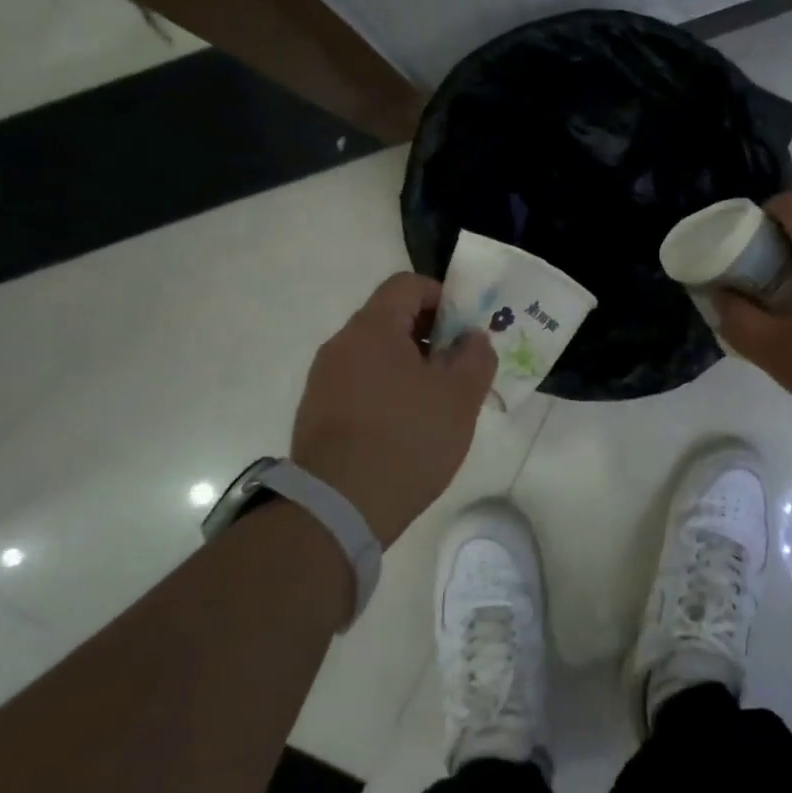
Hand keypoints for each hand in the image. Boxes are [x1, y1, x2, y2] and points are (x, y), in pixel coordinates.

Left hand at [291, 273, 495, 545]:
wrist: (338, 508)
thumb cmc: (407, 440)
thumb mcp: (460, 397)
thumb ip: (475, 356)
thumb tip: (471, 339)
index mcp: (373, 328)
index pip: (407, 284)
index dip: (442, 296)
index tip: (465, 329)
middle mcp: (341, 344)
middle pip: (390, 318)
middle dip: (429, 335)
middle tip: (458, 368)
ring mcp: (323, 380)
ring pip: (375, 354)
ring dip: (409, 365)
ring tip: (436, 402)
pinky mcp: (316, 412)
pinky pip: (359, 384)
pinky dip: (386, 390)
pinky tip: (405, 427)